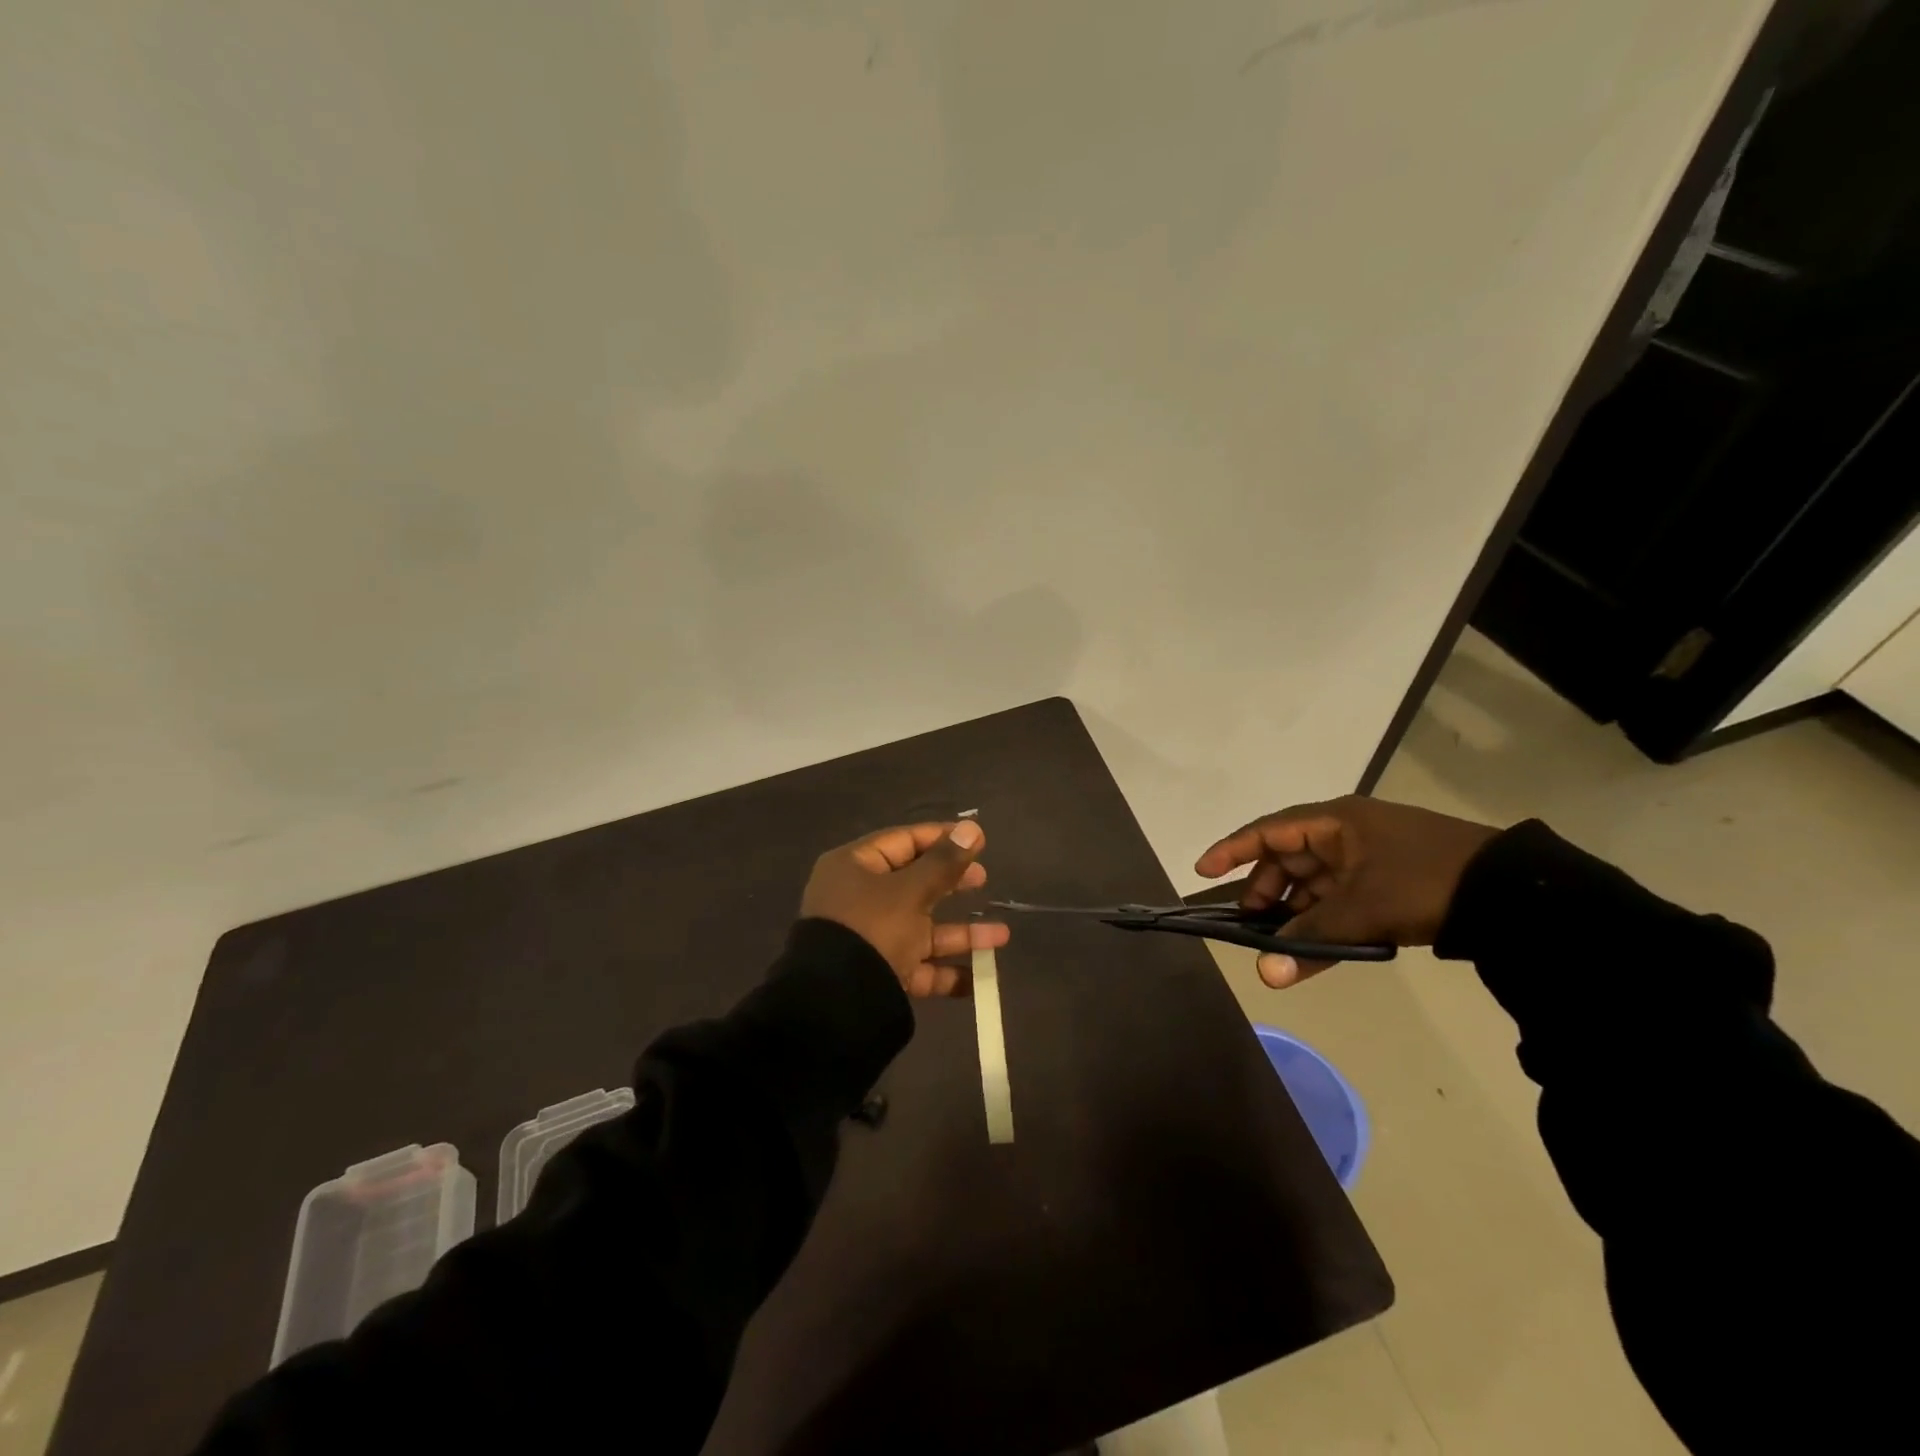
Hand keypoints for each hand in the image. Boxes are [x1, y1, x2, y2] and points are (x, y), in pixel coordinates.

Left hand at [801, 820, 1008, 996]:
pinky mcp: (879, 974)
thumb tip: (972, 828)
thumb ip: (944, 863)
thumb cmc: (873, 928)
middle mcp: (859, 899)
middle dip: (952, 883)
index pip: (903, 841)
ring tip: (1001, 936)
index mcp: (854, 867)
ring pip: (921, 929)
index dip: (941, 838)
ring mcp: (869, 939)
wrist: (836, 1003)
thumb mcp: (911, 891)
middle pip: (913, 883)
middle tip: (984, 879)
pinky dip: (945, 972)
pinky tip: (979, 978)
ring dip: (961, 934)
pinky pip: (917, 967)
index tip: (977, 840)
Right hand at [1194, 795, 1498, 988]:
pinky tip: (1313, 948)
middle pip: (1287, 857)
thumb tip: (1265, 975)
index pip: (1268, 831)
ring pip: (1313, 882)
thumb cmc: (1424, 882)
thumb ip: (1310, 939)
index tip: (1202, 871)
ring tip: (1279, 943)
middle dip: (1265, 889)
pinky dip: (1323, 921)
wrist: (1513, 894)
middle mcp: (1346, 833)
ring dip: (1294, 911)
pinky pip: (1338, 899)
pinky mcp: (1386, 882)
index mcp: (1336, 821)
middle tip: (1249, 922)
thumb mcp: (1362, 909)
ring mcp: (1367, 858)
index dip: (1232, 850)